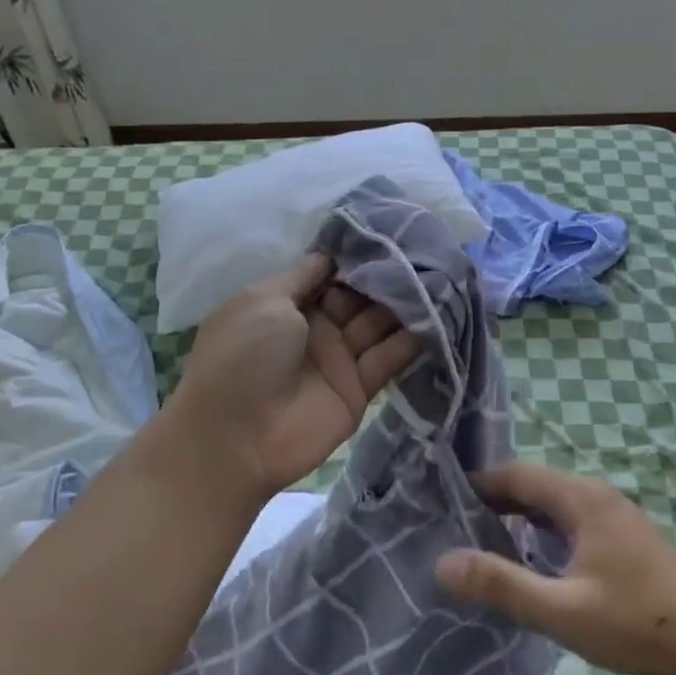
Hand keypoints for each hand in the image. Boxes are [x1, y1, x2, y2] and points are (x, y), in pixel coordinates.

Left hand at [164, 255, 420, 504]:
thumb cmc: (242, 358)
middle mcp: (315, 327)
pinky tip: (438, 316)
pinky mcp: (359, 389)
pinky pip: (388, 358)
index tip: (392, 235)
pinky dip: (411, 340)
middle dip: (387, 276)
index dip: (357, 256)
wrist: (234, 439)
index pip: (330, 273)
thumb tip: (331, 254)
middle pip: (359, 296)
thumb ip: (303, 275)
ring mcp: (338, 359)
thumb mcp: (263, 301)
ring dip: (405, 304)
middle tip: (426, 253)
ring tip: (440, 279)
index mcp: (287, 304)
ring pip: (378, 323)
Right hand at [435, 463, 675, 674]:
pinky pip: (571, 520)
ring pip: (554, 504)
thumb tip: (442, 563)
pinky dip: (543, 531)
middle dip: (496, 502)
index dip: (480, 484)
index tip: (442, 502)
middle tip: (455, 528)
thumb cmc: (636, 621)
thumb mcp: (562, 609)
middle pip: (535, 486)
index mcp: (580, 498)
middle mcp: (596, 495)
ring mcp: (614, 515)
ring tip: (484, 545)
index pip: (518, 474)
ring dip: (520, 518)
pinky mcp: (624, 538)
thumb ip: (502, 585)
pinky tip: (533, 562)